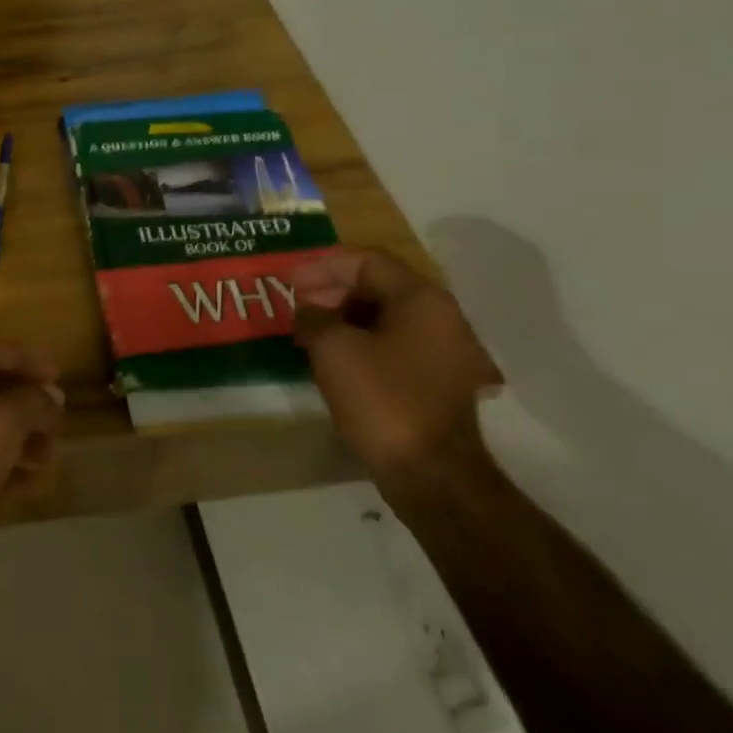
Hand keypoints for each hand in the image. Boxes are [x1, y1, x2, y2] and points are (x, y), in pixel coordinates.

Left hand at [0, 340, 64, 583]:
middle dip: (30, 403)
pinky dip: (13, 468)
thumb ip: (34, 401)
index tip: (57, 374)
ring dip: (26, 437)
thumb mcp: (5, 420)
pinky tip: (35, 481)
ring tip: (50, 454)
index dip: (24, 357)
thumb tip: (53, 395)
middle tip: (57, 418)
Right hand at [290, 249, 502, 508]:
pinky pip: (393, 342)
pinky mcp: (436, 379)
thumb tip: (309, 310)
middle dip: (332, 289)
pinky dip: (360, 339)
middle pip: (379, 285)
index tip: (289, 280)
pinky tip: (332, 356)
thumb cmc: (381, 398)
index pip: (367, 261)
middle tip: (296, 304)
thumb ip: (314, 316)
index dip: (323, 265)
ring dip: (344, 316)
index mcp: (421, 299)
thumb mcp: (333, 348)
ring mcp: (443, 350)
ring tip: (307, 330)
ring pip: (385, 315)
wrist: (430, 471)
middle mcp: (441, 316)